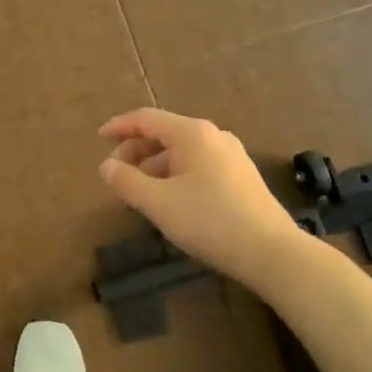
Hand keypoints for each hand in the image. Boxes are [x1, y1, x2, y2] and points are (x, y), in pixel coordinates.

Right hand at [98, 108, 303, 285]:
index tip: (99, 137)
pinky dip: (176, 175)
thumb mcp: (158, 203)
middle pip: (165, 134)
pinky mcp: (242, 178)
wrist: (272, 252)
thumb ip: (127, 181)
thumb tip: (107, 166)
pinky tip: (171, 201)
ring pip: (182, 152)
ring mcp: (232, 156)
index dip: (119, 126)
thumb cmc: (209, 220)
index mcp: (192, 134)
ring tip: (140, 192)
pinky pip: (198, 166)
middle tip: (117, 175)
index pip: (147, 119)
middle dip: (136, 151)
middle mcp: (214, 136)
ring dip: (155, 166)